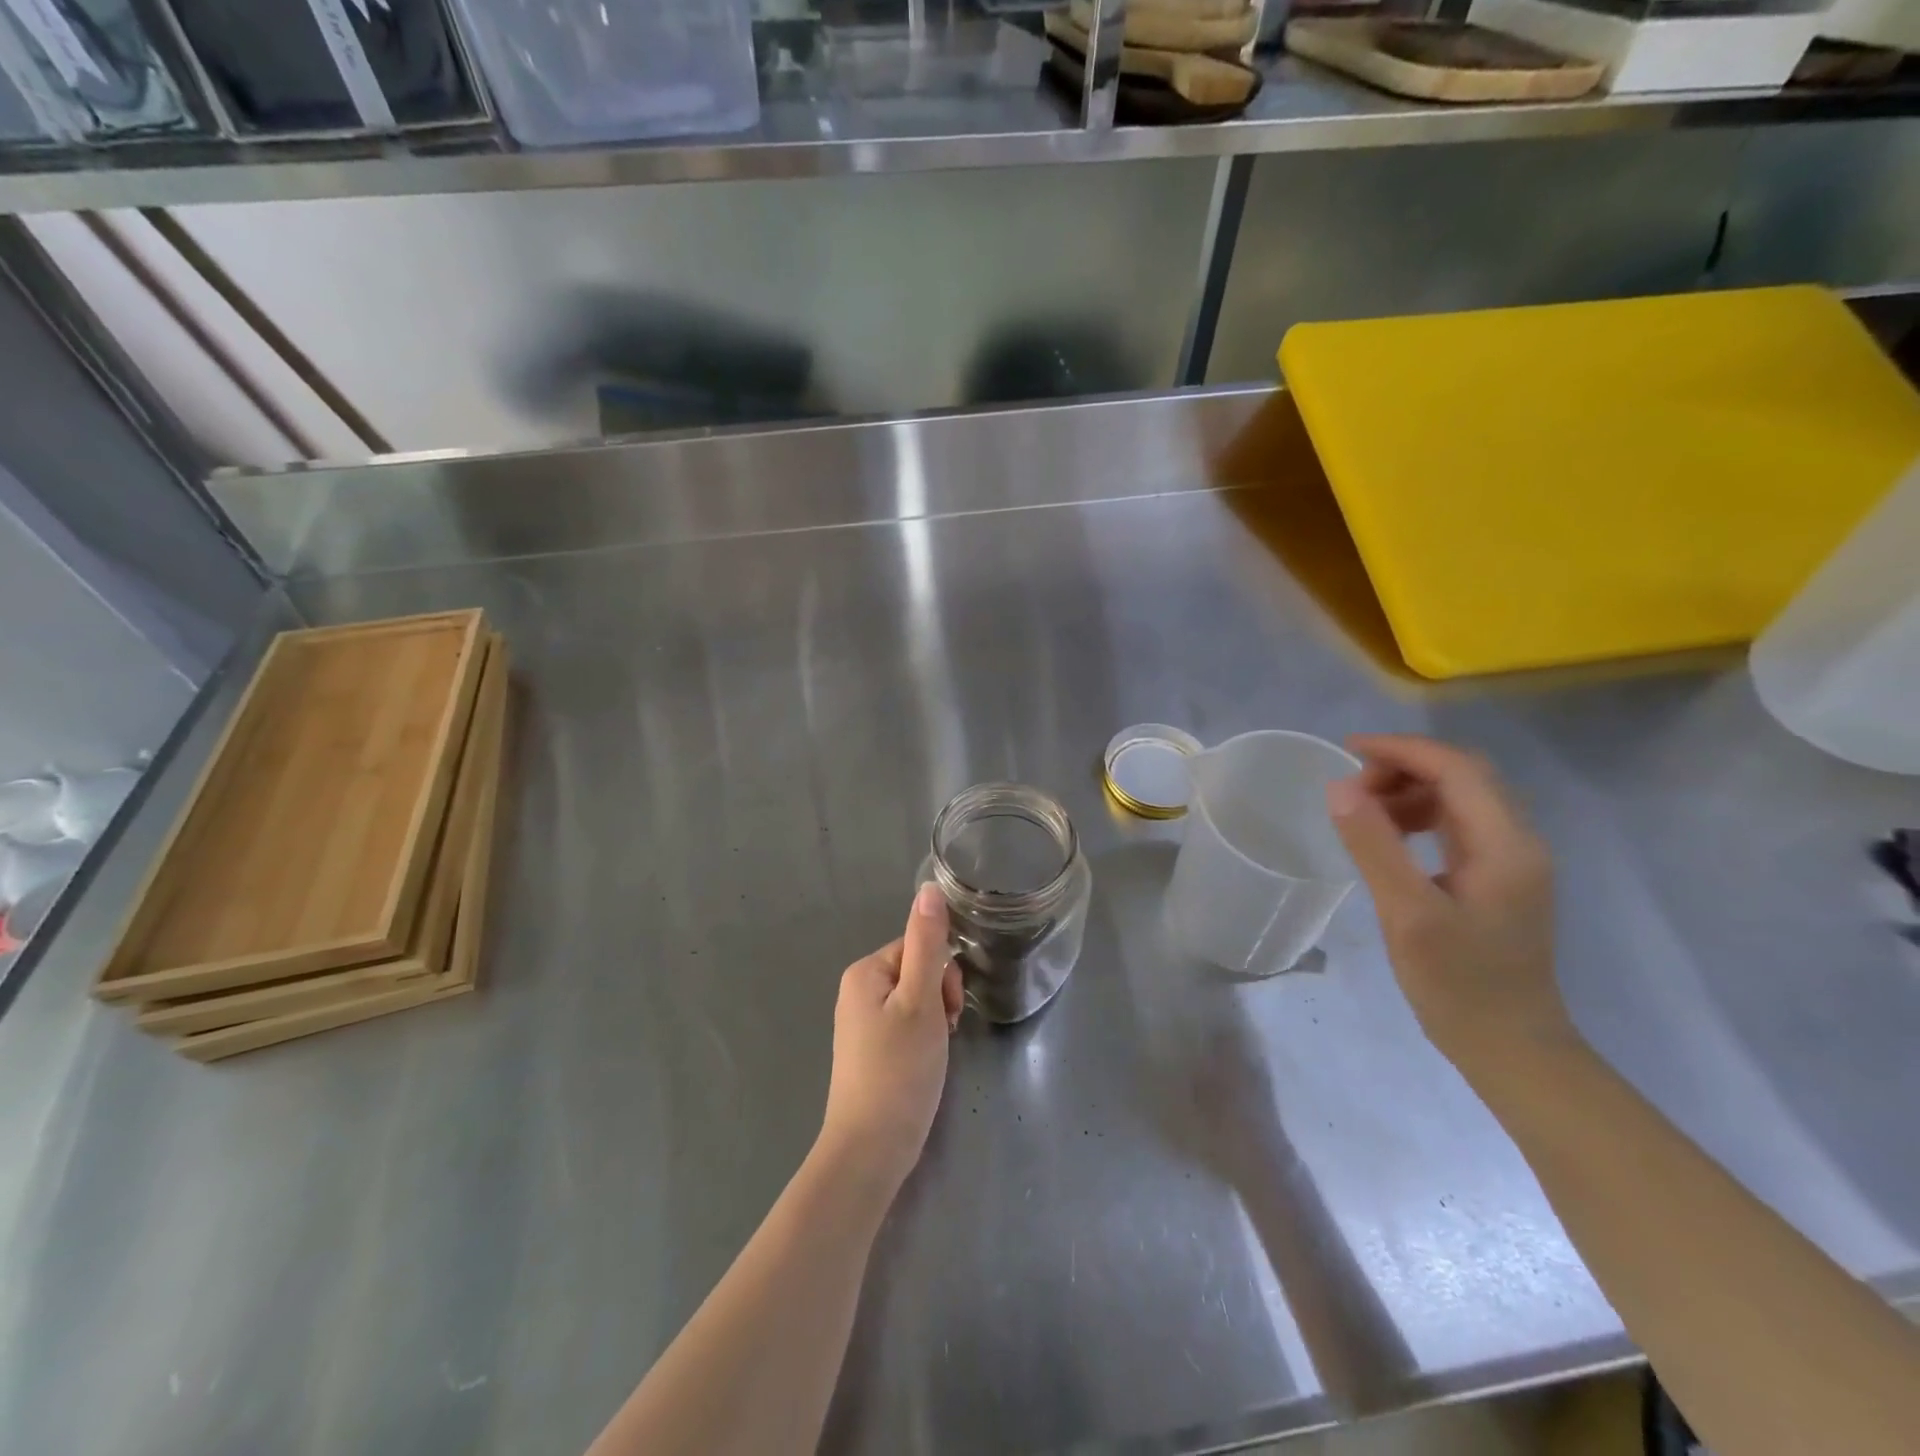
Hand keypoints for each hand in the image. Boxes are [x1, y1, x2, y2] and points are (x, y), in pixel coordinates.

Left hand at [817, 884, 963, 1194]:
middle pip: (918, 971)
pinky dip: (923, 1040)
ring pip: (917, 1000)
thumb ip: (928, 943)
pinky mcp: (870, 1050)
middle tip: (942, 1034)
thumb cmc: (899, 1070)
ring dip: (935, 1021)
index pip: (920, 947)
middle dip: (940, 998)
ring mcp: (862, 1022)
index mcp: (865, 971)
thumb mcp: (921, 1000)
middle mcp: (858, 990)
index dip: (943, 976)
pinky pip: (906, 1025)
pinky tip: (924, 1065)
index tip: (948, 1010)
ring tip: (933, 1054)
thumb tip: (930, 888)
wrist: (870, 1150)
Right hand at [1325, 734, 1574, 1078]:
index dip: (1402, 750)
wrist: (1510, 1047)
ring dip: (1411, 791)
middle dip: (1404, 767)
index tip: (1348, 752)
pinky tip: (1390, 838)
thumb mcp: (1407, 914)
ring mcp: (1511, 861)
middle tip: (1351, 789)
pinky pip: (1458, 825)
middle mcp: (1518, 842)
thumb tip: (1340, 787)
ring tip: (1363, 812)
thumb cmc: (1458, 984)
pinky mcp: (1497, 879)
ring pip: (1461, 798)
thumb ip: (1375, 846)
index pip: (1457, 769)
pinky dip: (1420, 816)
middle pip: (1464, 775)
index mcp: (1506, 845)